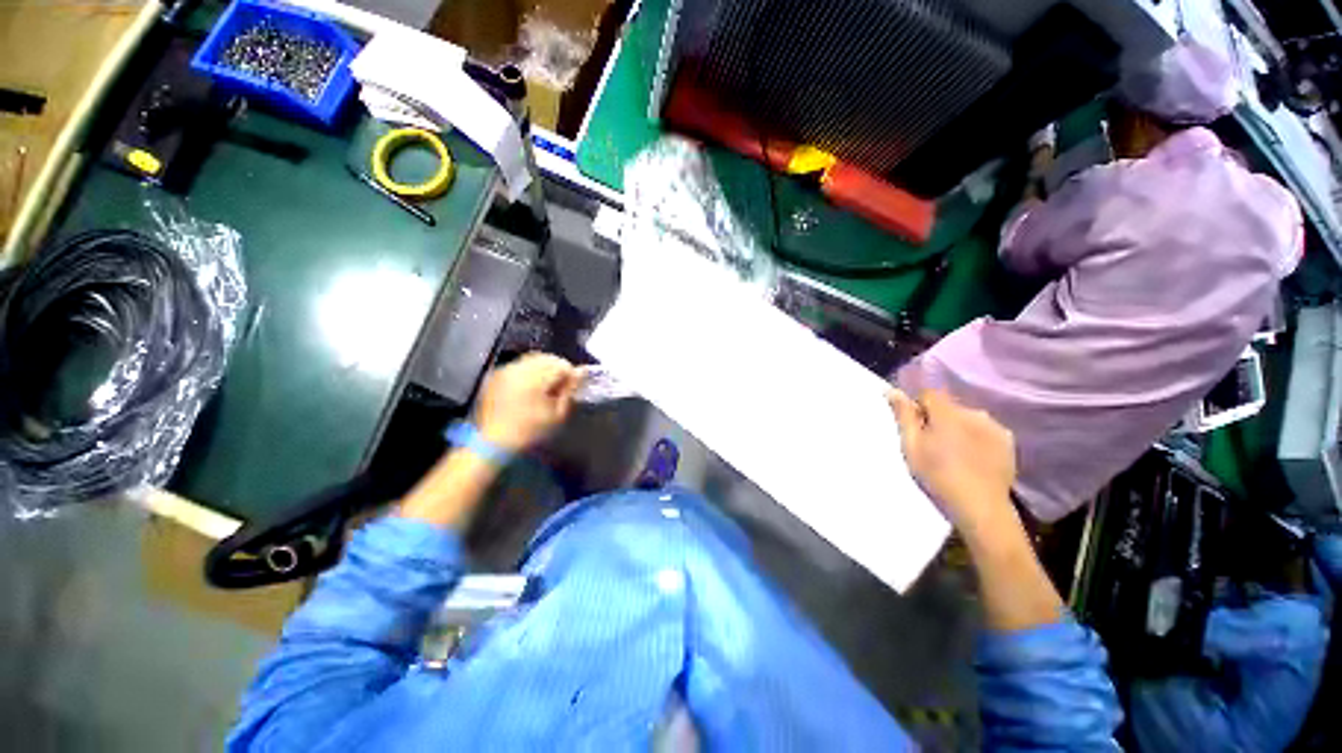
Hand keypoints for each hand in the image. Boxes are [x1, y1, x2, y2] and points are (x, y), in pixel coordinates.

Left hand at [475, 353, 582, 451]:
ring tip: (546, 385)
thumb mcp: (557, 414)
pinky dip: (529, 370)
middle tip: (561, 384)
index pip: (561, 364)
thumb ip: (569, 390)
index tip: (573, 386)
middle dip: (557, 368)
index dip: (571, 373)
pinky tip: (530, 386)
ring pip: (532, 359)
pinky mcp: (497, 374)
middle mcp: (519, 369)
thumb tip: (581, 373)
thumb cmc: (530, 431)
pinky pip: (519, 364)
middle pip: (547, 358)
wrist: (494, 442)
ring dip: (543, 367)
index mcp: (535, 379)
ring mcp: (506, 370)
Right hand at [888, 389, 1017, 537]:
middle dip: (939, 418)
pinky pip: (985, 430)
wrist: (980, 506)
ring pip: (968, 417)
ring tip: (954, 452)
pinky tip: (973, 457)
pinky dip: (977, 437)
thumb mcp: (911, 446)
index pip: (928, 393)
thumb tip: (892, 389)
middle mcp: (973, 412)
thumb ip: (903, 416)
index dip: (918, 407)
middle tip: (932, 443)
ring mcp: (994, 426)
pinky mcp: (1008, 441)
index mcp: (947, 412)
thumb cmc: (937, 475)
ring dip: (959, 427)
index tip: (915, 427)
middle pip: (949, 406)